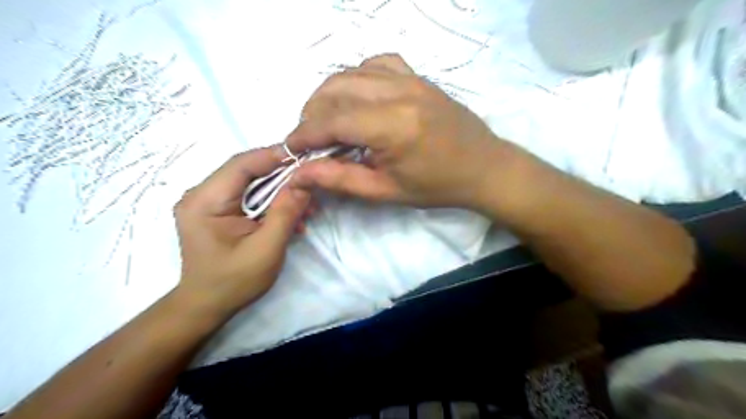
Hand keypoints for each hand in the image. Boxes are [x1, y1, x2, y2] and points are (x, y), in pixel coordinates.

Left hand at [173, 147, 307, 313]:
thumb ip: (285, 212)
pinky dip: (272, 202)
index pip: (241, 164)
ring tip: (307, 206)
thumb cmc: (234, 281)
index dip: (274, 156)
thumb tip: (305, 181)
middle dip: (282, 176)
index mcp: (205, 201)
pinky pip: (249, 196)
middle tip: (311, 183)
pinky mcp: (219, 210)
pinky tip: (292, 216)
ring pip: (251, 182)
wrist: (208, 305)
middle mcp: (201, 194)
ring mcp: (209, 201)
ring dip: (281, 191)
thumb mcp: (266, 248)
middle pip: (247, 171)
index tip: (306, 157)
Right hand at [287, 52, 512, 208]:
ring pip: (352, 73)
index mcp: (393, 127)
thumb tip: (300, 173)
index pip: (333, 121)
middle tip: (310, 139)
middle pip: (335, 90)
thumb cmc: (437, 186)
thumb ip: (341, 180)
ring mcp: (411, 79)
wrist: (483, 167)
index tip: (292, 148)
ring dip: (329, 95)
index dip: (305, 134)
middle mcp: (399, 93)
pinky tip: (358, 97)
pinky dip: (357, 77)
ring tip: (327, 120)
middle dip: (312, 114)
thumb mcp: (386, 191)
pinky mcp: (418, 76)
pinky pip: (377, 64)